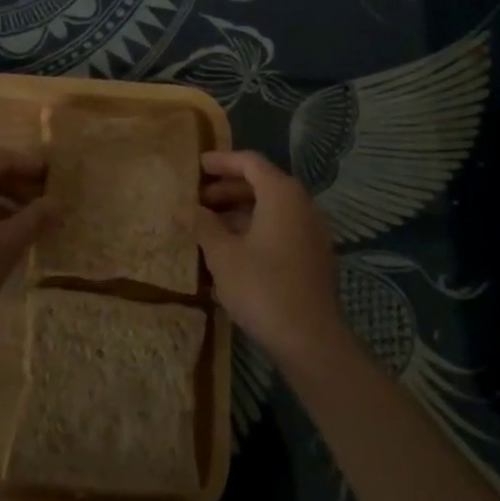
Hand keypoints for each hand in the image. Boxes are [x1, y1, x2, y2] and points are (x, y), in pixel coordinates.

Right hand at [196, 150, 347, 366]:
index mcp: (282, 194)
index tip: (197, 166)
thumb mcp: (223, 254)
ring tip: (209, 226)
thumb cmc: (263, 287)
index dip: (222, 161)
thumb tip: (185, 208)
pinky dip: (256, 229)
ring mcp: (312, 231)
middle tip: (197, 199)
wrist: (310, 339)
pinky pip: (281, 228)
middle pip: (262, 183)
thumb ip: (203, 225)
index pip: (250, 162)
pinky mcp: (314, 256)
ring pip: (272, 208)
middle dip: (228, 188)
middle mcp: (302, 205)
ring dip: (240, 211)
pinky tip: (232, 249)